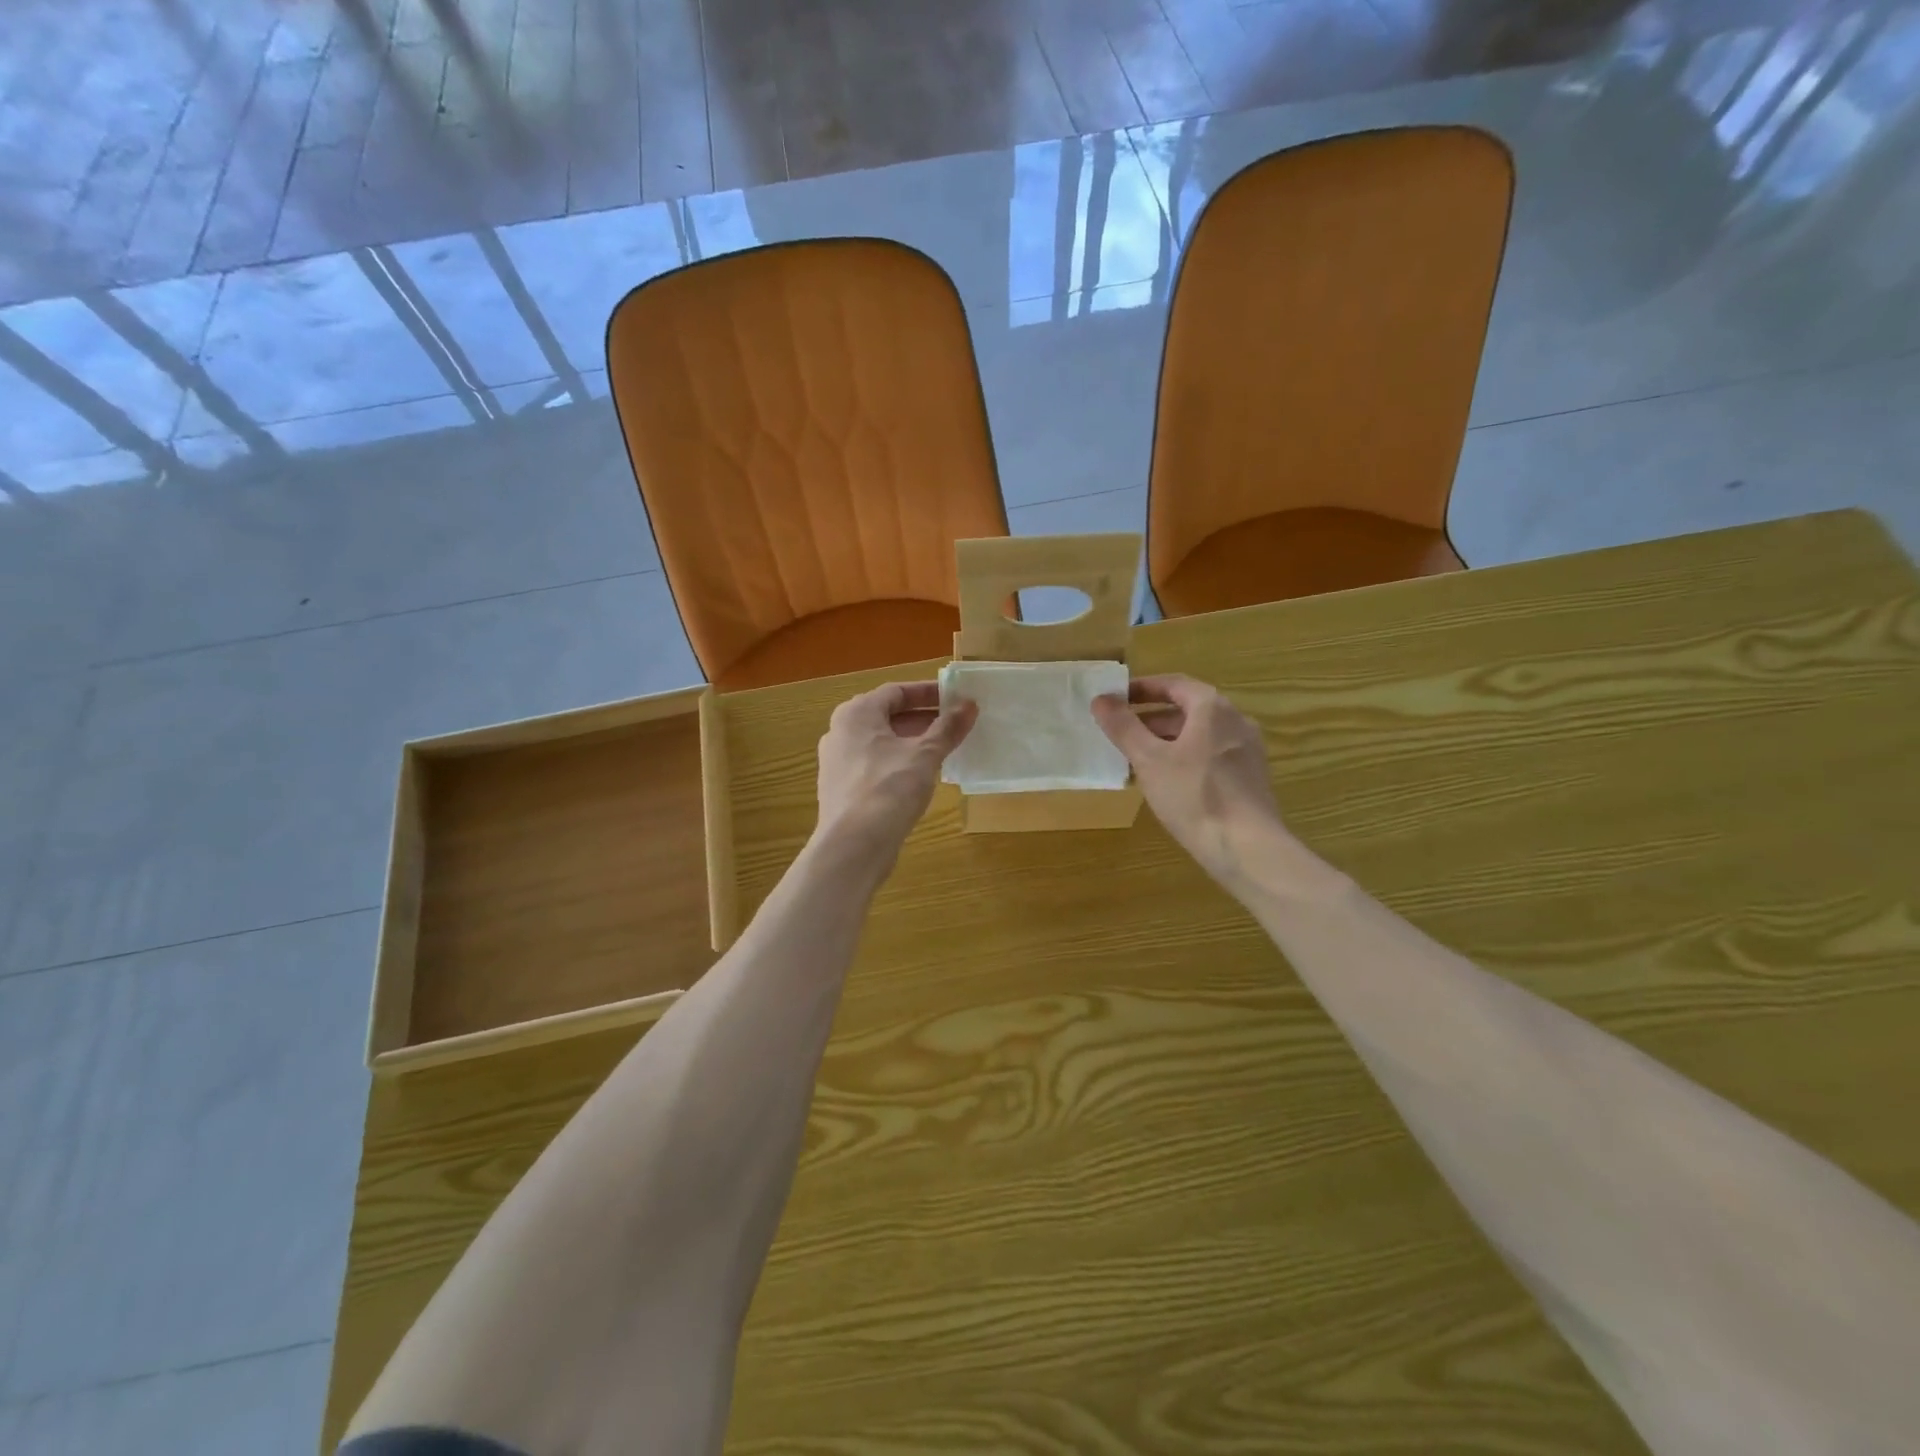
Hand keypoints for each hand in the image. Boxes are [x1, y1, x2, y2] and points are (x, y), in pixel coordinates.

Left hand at [815, 681, 976, 862]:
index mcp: (856, 714)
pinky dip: (900, 763)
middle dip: (924, 718)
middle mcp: (841, 732)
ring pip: (882, 742)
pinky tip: (923, 776)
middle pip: (888, 715)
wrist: (853, 847)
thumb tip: (970, 704)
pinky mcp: (843, 789)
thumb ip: (947, 728)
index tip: (957, 699)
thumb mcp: (925, 755)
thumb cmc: (888, 789)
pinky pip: (876, 764)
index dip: (929, 692)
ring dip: (913, 742)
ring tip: (946, 749)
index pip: (897, 691)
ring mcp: (838, 762)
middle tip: (956, 724)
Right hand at [1092, 675, 1290, 888]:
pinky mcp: (1251, 777)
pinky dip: (1186, 757)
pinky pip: (1212, 755)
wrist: (1247, 847)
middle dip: (1152, 718)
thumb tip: (1101, 699)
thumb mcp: (1149, 760)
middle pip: (1188, 709)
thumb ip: (1123, 727)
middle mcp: (1236, 720)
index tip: (1115, 698)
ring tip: (1138, 759)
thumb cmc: (1194, 796)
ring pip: (1200, 734)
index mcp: (1212, 708)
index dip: (1141, 689)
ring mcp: (1247, 749)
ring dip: (1168, 740)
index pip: (1173, 684)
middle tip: (1121, 732)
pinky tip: (1168, 782)